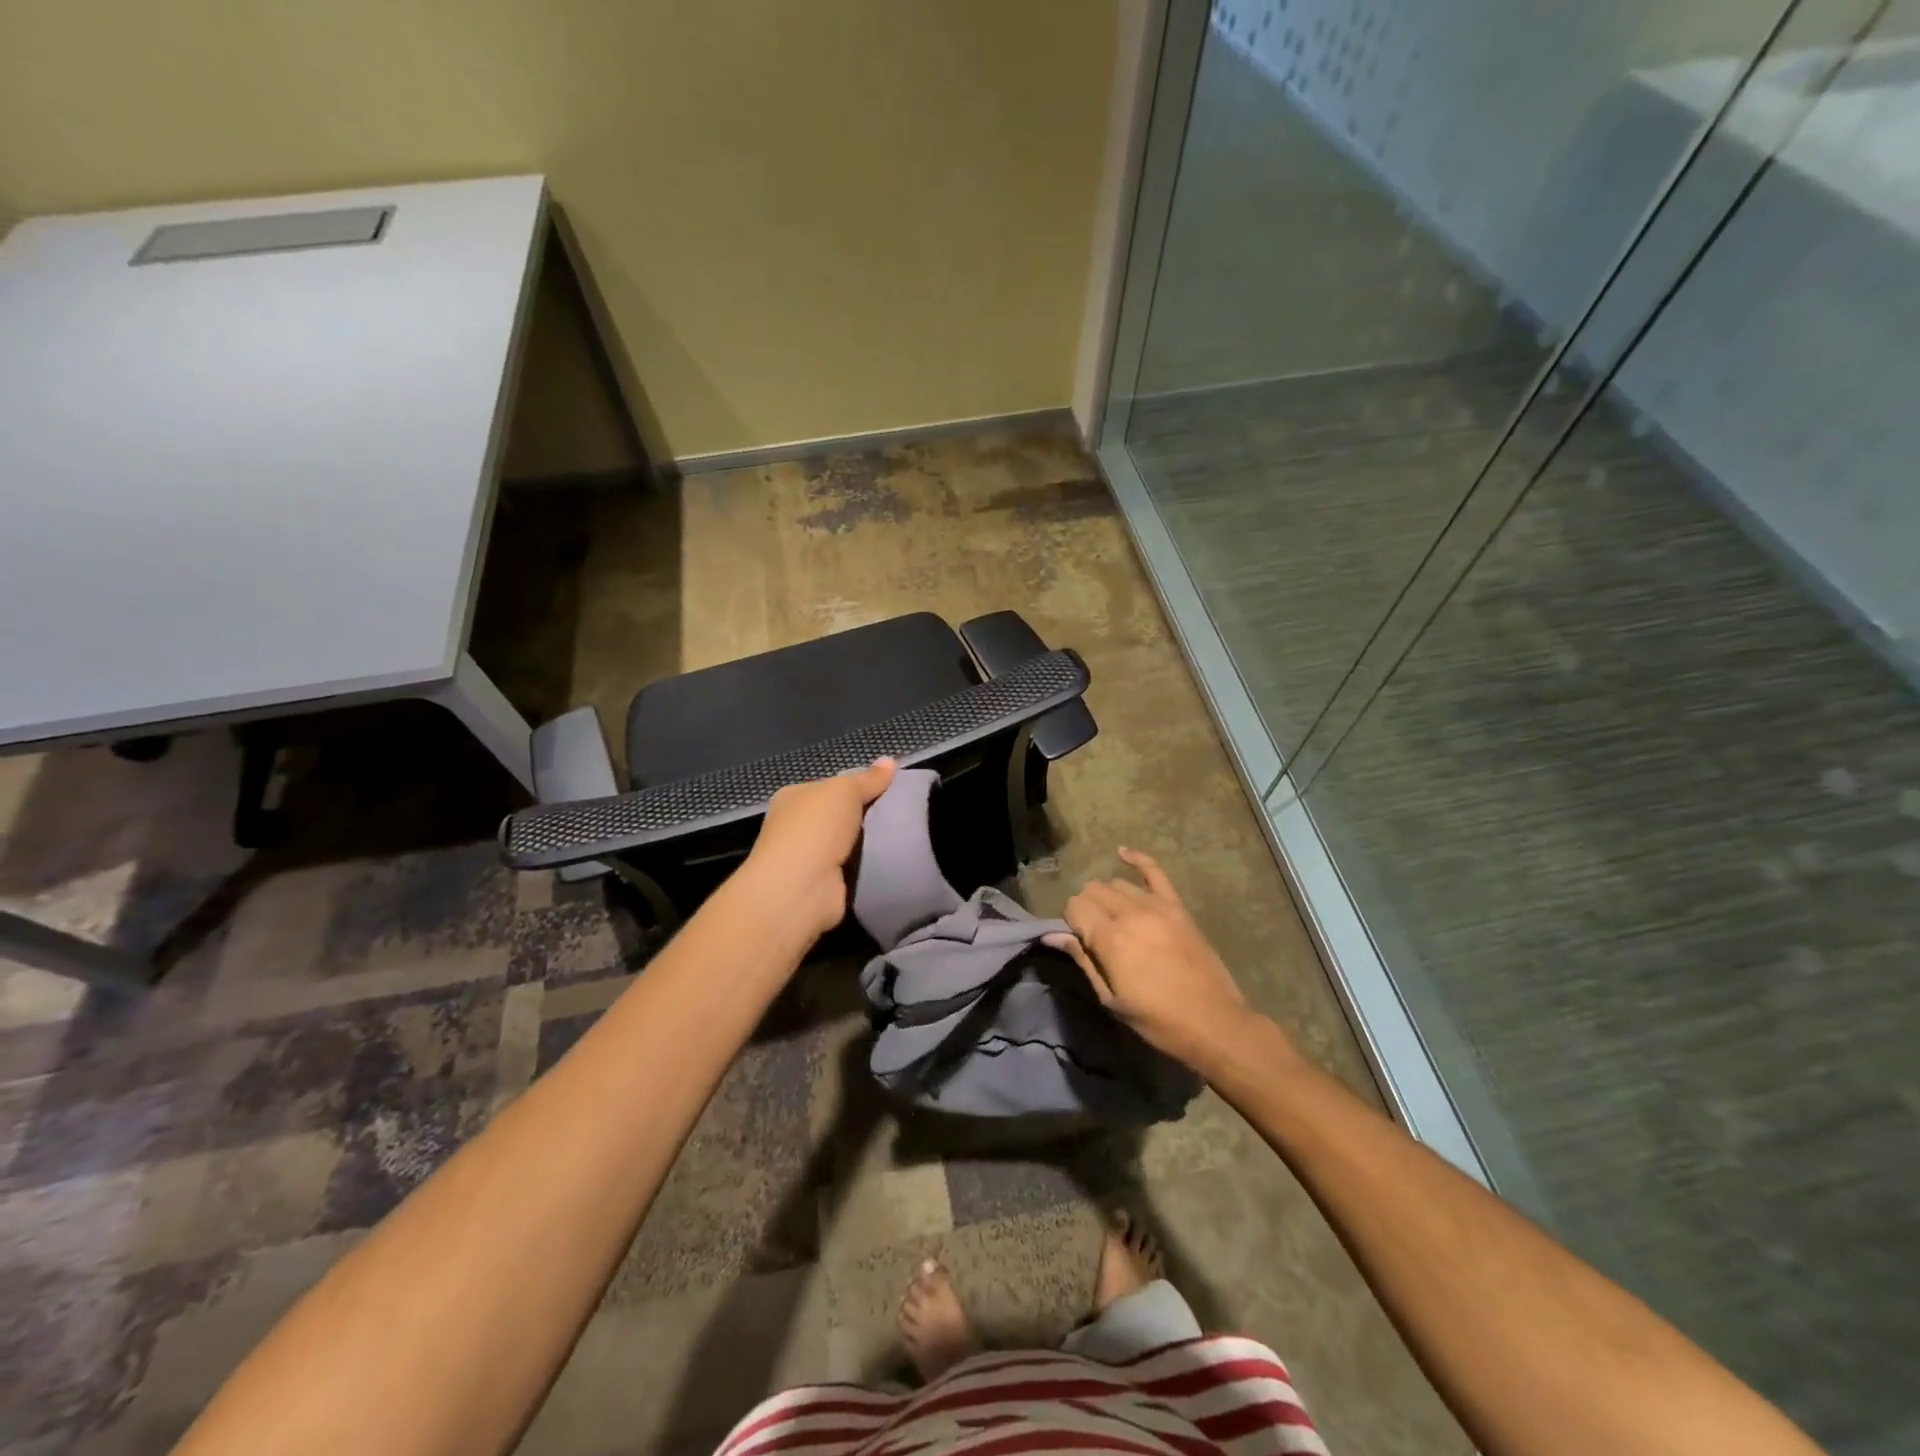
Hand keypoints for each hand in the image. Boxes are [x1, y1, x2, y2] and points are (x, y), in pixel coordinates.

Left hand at [742, 759, 896, 938]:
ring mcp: (809, 858)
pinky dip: (869, 867)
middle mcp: (796, 827)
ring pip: (849, 844)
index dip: (859, 786)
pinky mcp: (824, 885)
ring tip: (904, 836)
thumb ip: (868, 778)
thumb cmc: (815, 829)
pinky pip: (854, 869)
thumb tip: (890, 760)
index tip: (890, 790)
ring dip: (871, 844)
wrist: (801, 889)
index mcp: (793, 798)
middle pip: (841, 816)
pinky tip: (891, 862)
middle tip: (902, 813)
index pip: (830, 787)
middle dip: (868, 816)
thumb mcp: (845, 791)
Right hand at [1046, 848, 1259, 1070]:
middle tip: (1095, 933)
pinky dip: (1137, 859)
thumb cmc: (1157, 1020)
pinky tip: (1123, 853)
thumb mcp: (1111, 999)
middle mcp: (1130, 914)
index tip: (1079, 940)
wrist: (1213, 1023)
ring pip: (1117, 883)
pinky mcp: (1177, 906)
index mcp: (1110, 939)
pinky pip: (1154, 871)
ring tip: (1113, 917)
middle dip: (1086, 907)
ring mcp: (1156, 906)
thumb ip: (1083, 960)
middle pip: (1093, 890)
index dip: (1071, 922)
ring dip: (1107, 896)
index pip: (1075, 907)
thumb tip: (1053, 935)